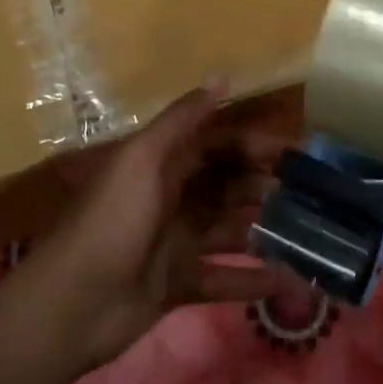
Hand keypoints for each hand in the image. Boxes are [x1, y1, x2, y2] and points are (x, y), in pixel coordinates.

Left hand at [8, 84, 302, 374]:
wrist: (69, 306)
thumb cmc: (111, 221)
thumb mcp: (143, 159)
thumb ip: (183, 120)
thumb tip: (224, 77)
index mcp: (164, 165)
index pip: (218, 146)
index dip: (254, 145)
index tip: (296, 153)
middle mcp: (174, 198)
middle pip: (229, 187)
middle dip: (266, 187)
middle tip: (313, 197)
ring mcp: (176, 243)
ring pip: (231, 230)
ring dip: (265, 231)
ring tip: (311, 235)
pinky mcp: (179, 284)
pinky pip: (224, 278)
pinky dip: (253, 281)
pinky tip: (289, 282)